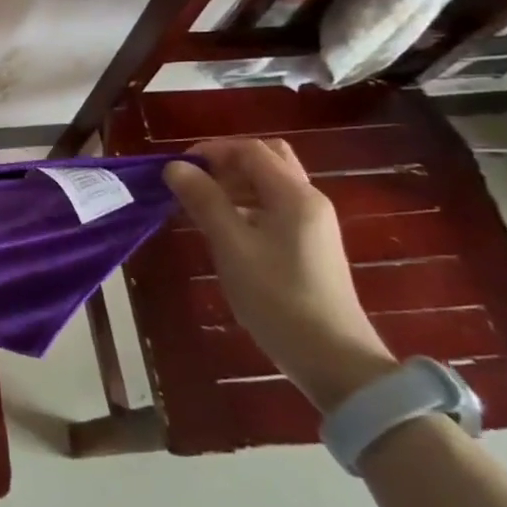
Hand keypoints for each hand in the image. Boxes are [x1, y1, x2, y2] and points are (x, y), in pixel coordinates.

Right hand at [163, 139, 396, 413]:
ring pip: (270, 184)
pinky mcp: (309, 245)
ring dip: (235, 184)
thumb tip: (175, 166)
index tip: (176, 169)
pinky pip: (274, 208)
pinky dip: (246, 205)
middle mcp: (308, 200)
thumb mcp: (231, 246)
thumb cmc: (276, 297)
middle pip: (267, 160)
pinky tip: (224, 230)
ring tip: (201, 206)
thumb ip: (204, 201)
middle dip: (226, 163)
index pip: (251, 150)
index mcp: (294, 195)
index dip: (211, 151)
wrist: (331, 356)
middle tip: (193, 183)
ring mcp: (312, 224)